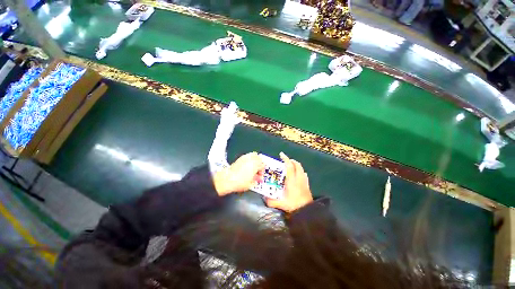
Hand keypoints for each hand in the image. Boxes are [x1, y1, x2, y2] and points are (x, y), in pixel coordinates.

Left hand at [213, 152, 264, 195]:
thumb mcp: (250, 184)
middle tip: (258, 170)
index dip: (262, 171)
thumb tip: (257, 179)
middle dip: (260, 164)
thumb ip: (256, 180)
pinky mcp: (239, 158)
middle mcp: (251, 159)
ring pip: (253, 155)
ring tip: (253, 166)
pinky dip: (249, 159)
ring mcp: (245, 158)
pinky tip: (247, 165)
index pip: (262, 165)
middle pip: (259, 158)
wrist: (227, 179)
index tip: (260, 176)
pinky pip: (247, 156)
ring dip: (255, 160)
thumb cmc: (239, 182)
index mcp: (255, 165)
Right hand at [266, 152, 312, 212]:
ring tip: (291, 166)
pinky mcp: (307, 184)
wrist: (307, 211)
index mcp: (292, 180)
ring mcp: (304, 181)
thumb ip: (272, 201)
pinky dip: (301, 171)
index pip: (289, 166)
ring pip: (301, 168)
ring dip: (296, 165)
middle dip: (291, 161)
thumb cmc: (294, 205)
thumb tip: (264, 199)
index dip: (286, 159)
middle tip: (286, 161)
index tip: (281, 154)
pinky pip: (304, 174)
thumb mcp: (281, 204)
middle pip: (297, 165)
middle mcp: (298, 178)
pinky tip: (298, 174)